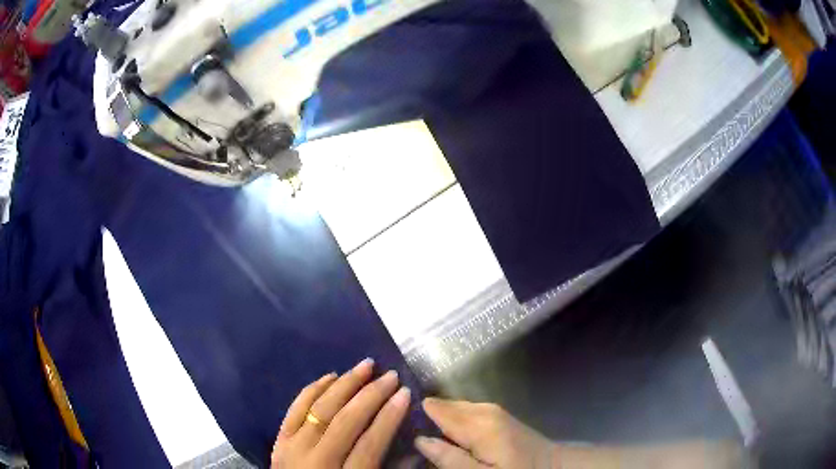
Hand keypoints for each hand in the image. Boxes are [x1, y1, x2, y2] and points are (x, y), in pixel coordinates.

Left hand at [271, 359, 410, 467]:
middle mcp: (315, 461)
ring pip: (320, 409)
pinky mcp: (279, 441)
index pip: (370, 444)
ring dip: (344, 384)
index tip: (405, 393)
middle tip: (390, 375)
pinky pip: (295, 409)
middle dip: (371, 395)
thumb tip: (415, 447)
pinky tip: (330, 376)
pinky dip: (312, 390)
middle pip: (345, 422)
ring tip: (365, 366)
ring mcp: (292, 449)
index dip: (389, 417)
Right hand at [415, 399, 556, 468]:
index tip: (398, 426)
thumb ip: (450, 459)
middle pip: (442, 406)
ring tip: (427, 440)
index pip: (434, 408)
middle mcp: (483, 409)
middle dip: (425, 420)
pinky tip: (450, 439)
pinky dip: (452, 423)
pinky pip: (465, 414)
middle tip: (410, 440)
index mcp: (478, 423)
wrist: (554, 465)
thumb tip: (419, 439)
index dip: (414, 415)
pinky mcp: (497, 416)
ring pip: (452, 409)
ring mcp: (492, 410)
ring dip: (438, 422)